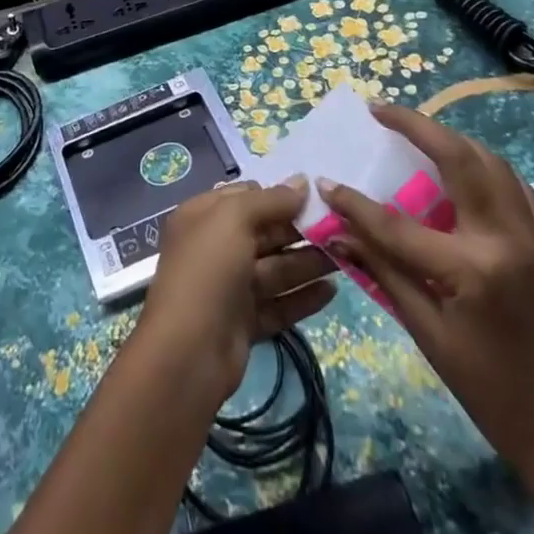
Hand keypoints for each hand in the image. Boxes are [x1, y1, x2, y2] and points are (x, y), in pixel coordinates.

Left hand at [135, 178, 334, 398]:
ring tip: (345, 258)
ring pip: (275, 269)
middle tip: (340, 230)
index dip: (277, 196)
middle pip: (264, 233)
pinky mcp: (245, 322)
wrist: (188, 352)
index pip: (245, 197)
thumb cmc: (208, 269)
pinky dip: (303, 296)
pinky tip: (332, 291)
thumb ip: (270, 200)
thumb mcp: (234, 219)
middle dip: (299, 231)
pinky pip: (279, 303)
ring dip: (308, 262)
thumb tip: (302, 182)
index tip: (314, 199)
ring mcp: (230, 287)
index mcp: (203, 216)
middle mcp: (216, 247)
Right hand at [317, 107, 533, 493]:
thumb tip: (339, 233)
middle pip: (458, 158)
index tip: (325, 181)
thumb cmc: (490, 392)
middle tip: (380, 110)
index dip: (355, 203)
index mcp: (471, 268)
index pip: (397, 223)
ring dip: (452, 138)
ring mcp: (532, 236)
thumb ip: (384, 272)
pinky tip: (466, 166)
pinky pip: (515, 186)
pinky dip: (486, 165)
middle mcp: (505, 238)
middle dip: (416, 125)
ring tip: (416, 130)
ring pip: (491, 162)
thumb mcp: (428, 335)